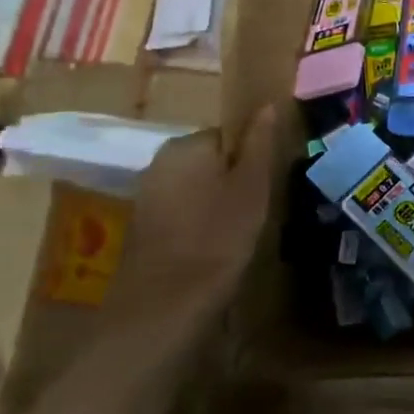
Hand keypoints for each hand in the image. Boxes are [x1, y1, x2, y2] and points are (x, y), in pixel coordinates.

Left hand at [113, 105, 278, 322]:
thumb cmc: (217, 238)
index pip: (231, 134)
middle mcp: (159, 163)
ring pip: (199, 187)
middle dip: (236, 179)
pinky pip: (184, 211)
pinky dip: (202, 222)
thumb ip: (259, 143)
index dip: (254, 157)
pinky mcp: (143, 228)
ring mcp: (147, 196)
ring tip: (243, 230)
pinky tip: (216, 247)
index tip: (269, 183)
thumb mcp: (252, 187)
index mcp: (186, 145)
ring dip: (220, 202)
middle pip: (213, 160)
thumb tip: (267, 105)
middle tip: (261, 207)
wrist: (164, 309)